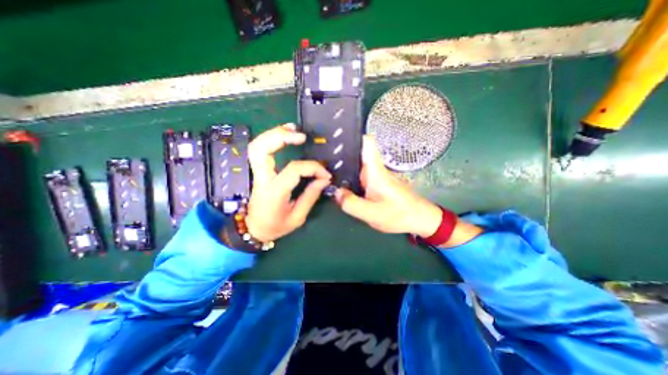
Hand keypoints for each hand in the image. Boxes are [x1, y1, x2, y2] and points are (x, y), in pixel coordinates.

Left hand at [246, 125, 331, 241]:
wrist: (254, 229)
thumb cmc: (276, 226)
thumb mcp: (298, 217)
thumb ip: (311, 196)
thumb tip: (324, 178)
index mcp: (273, 192)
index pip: (294, 170)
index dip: (313, 168)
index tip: (325, 174)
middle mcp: (262, 179)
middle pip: (261, 149)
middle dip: (280, 137)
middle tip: (301, 136)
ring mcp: (258, 173)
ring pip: (258, 146)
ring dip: (274, 134)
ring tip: (293, 129)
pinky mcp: (259, 171)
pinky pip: (261, 149)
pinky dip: (271, 139)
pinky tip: (285, 135)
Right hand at [334, 136, 441, 236]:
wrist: (419, 219)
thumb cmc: (400, 214)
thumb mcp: (373, 214)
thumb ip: (352, 204)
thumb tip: (335, 192)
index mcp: (376, 171)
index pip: (367, 143)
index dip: (353, 136)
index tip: (336, 139)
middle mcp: (375, 169)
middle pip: (357, 153)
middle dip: (340, 155)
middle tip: (322, 161)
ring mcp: (376, 176)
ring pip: (356, 165)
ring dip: (343, 167)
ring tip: (326, 171)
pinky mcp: (376, 184)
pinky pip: (359, 176)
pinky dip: (349, 178)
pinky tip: (339, 184)